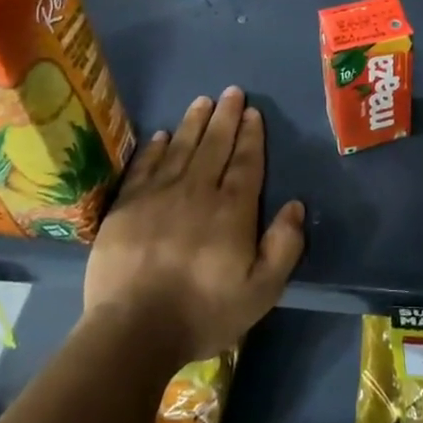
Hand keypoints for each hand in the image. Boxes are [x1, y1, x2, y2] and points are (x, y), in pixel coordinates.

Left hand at [83, 87, 305, 367]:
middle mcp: (198, 191)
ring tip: (203, 101)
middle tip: (232, 92)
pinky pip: (145, 166)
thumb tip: (296, 205)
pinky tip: (161, 135)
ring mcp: (158, 195)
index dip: (251, 136)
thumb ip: (284, 246)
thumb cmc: (203, 312)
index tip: (254, 112)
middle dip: (226, 117)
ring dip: (194, 122)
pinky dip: (155, 148)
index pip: (246, 162)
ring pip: (181, 148)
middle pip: (215, 145)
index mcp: (232, 209)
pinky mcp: (126, 207)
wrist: (132, 331)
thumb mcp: (261, 291)